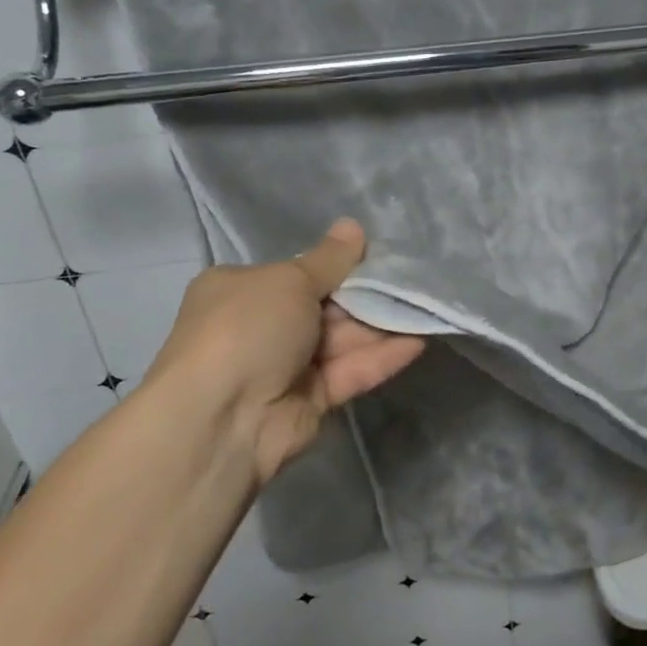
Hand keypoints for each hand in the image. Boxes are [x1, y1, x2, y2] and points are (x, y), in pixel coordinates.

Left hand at [143, 218, 425, 483]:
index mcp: (242, 289)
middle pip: (324, 306)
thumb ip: (329, 260)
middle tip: (411, 280)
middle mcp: (262, 326)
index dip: (337, 266)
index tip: (377, 257)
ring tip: (424, 306)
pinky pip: (350, 372)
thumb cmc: (247, 329)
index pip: (297, 273)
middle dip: (365, 296)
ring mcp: (286, 366)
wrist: (222, 419)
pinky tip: (418, 342)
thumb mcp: (289, 281)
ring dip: (381, 325)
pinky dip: (381, 358)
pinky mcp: (311, 400)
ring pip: (341, 340)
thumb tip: (353, 226)